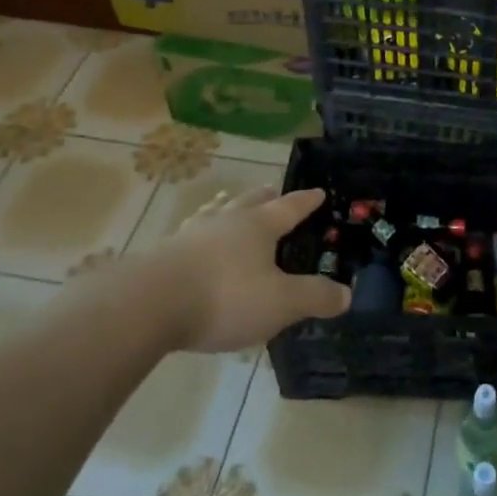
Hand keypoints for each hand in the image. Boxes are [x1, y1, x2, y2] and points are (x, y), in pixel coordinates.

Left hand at [116, 185, 350, 353]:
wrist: (149, 305)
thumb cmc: (224, 297)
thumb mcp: (280, 303)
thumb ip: (314, 297)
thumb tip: (347, 294)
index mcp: (258, 226)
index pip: (289, 207)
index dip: (305, 202)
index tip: (318, 192)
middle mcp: (226, 222)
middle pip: (249, 202)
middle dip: (264, 197)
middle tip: (272, 190)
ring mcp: (191, 235)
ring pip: (215, 212)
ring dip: (226, 207)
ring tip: (227, 202)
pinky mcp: (163, 255)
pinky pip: (189, 235)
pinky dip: (199, 233)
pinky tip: (191, 240)